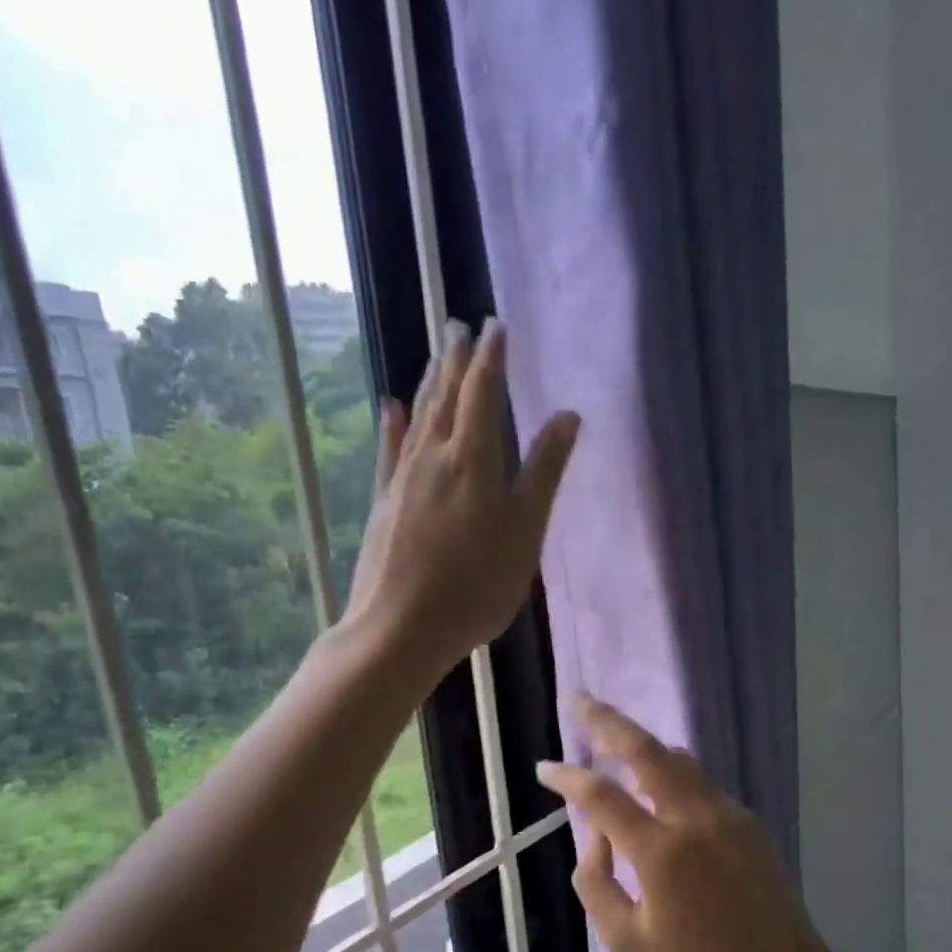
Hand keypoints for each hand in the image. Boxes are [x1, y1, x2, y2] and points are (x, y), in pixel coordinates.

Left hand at [345, 318, 579, 678]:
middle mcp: (434, 457)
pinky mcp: (384, 502)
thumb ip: (544, 472)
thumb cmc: (477, 585)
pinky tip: (392, 406)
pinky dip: (394, 424)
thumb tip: (567, 416)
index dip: (491, 358)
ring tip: (437, 355)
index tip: (496, 325)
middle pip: (447, 396)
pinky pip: (390, 450)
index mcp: (474, 460)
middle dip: (456, 359)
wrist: (402, 627)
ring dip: (430, 383)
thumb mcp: (524, 532)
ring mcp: (404, 478)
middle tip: (459, 324)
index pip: (483, 393)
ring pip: (419, 417)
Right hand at [535, 695, 835, 951]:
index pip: (601, 797)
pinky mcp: (746, 819)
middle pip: (645, 751)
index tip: (545, 769)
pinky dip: (669, 770)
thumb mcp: (626, 942)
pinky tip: (656, 782)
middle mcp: (693, 818)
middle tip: (580, 700)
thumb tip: (594, 834)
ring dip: (642, 742)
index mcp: (660, 852)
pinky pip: (699, 781)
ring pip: (677, 759)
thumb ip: (596, 881)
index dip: (567, 777)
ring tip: (613, 735)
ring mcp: (726, 813)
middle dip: (607, 721)